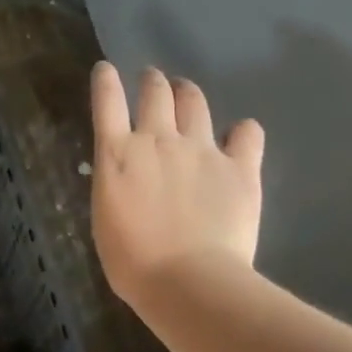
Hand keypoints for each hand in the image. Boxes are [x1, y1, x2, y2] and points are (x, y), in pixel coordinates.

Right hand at [89, 61, 264, 307]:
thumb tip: (126, 175)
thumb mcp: (106, 217)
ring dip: (188, 93)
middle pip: (155, 91)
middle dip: (153, 81)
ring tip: (187, 95)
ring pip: (195, 102)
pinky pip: (247, 133)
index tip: (106, 69)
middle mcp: (158, 140)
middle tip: (154, 81)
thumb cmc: (133, 262)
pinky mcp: (239, 167)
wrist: (188, 282)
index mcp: (117, 154)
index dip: (105, 80)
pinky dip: (242, 131)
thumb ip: (117, 184)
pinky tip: (240, 137)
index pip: (106, 101)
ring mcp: (202, 150)